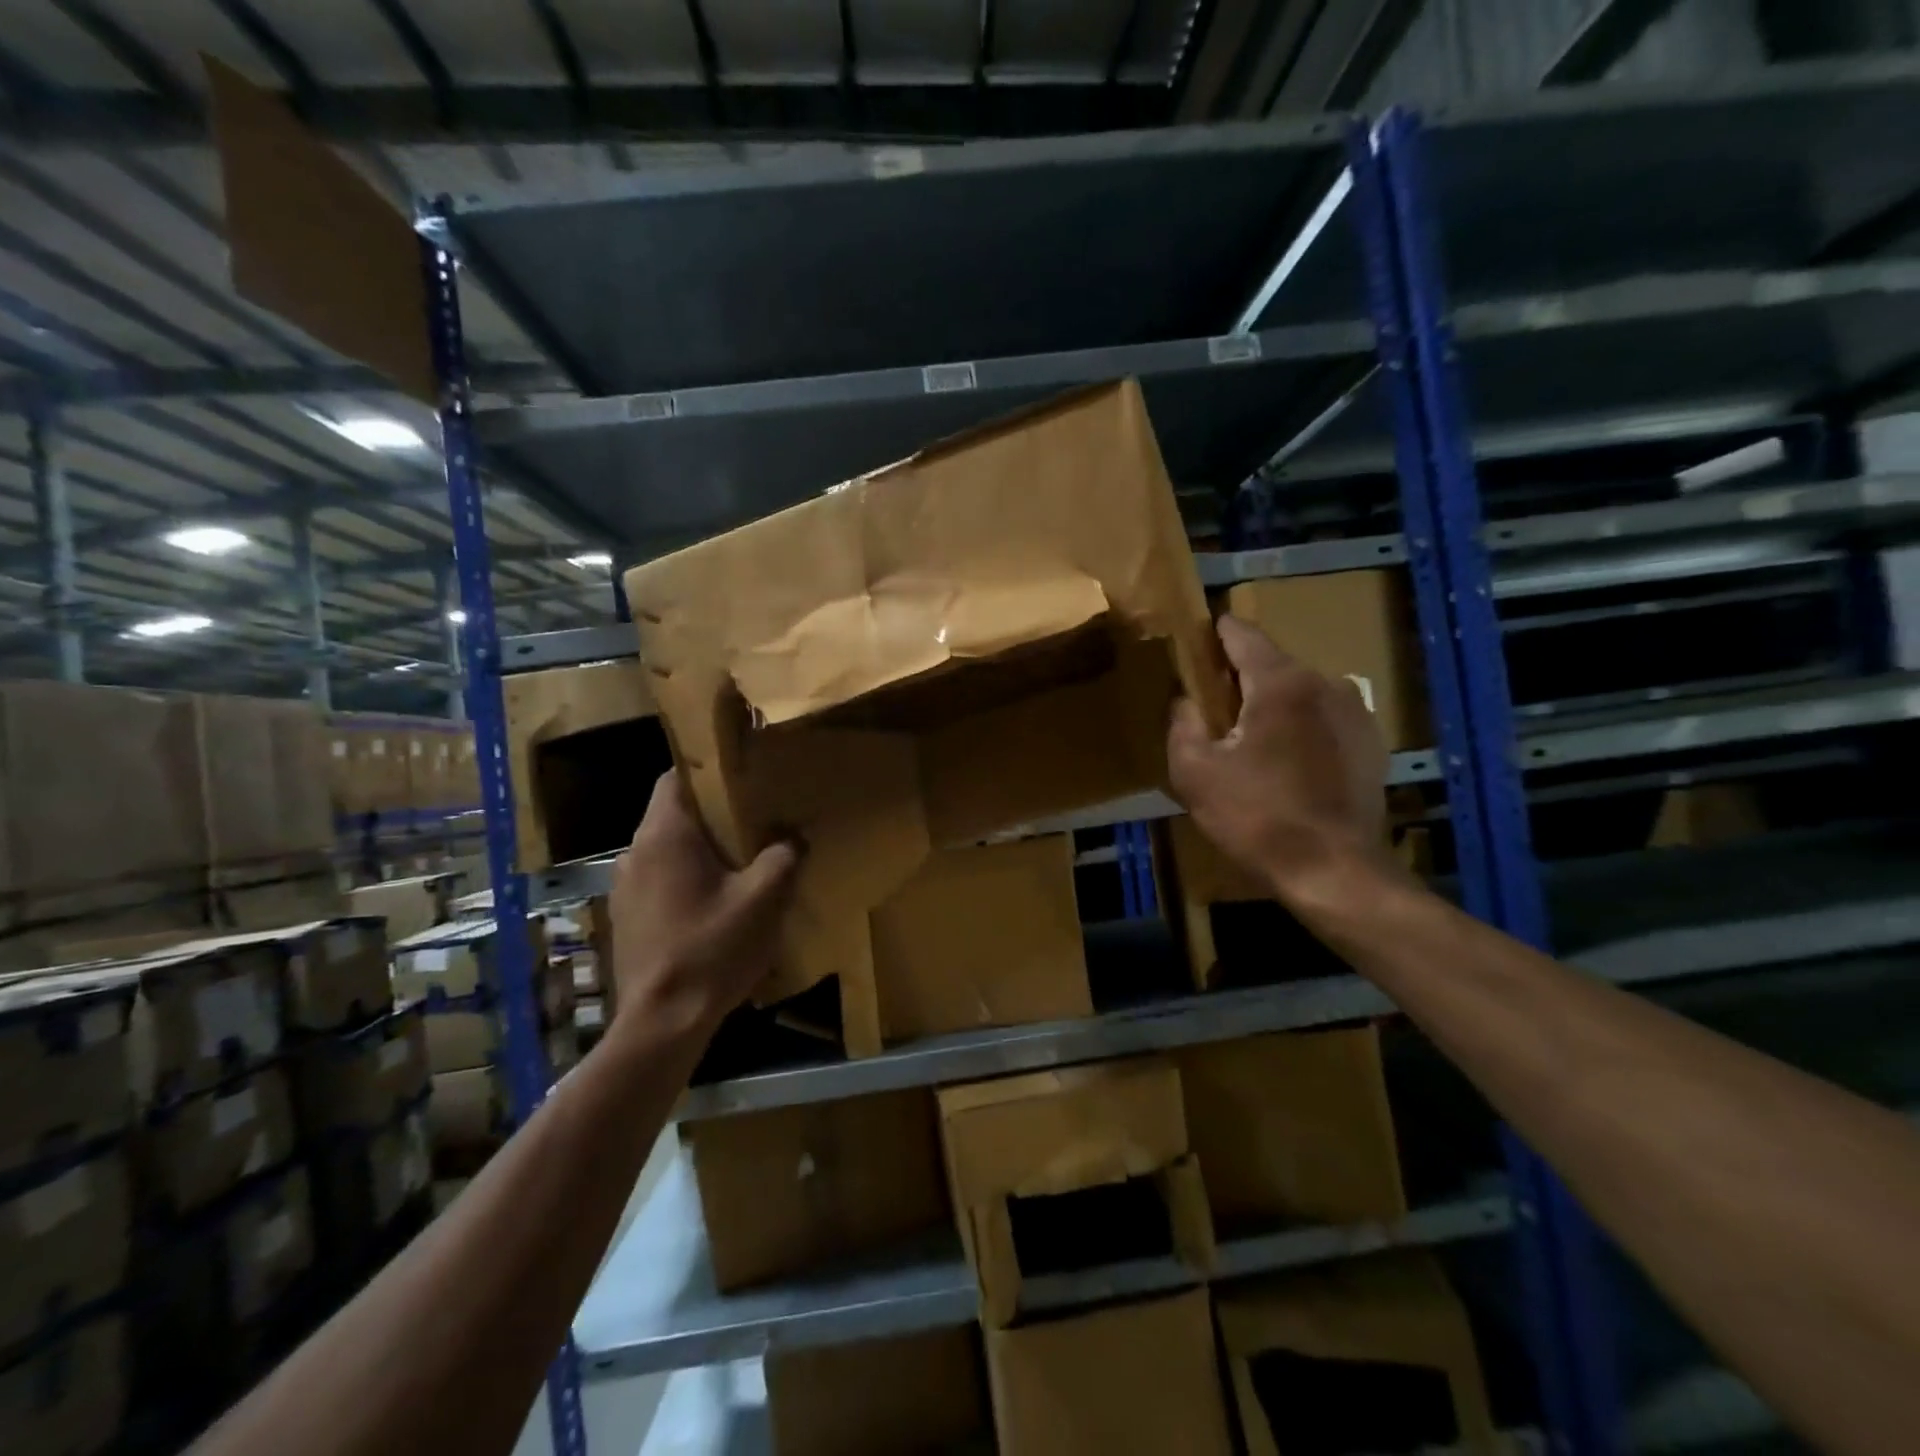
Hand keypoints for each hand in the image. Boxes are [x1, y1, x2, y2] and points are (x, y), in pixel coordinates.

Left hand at [606, 771, 799, 1040]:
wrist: (662, 1022)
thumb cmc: (712, 948)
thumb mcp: (764, 899)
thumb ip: (783, 857)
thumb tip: (793, 838)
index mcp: (664, 835)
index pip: (675, 778)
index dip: (708, 772)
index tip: (741, 779)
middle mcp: (634, 853)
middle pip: (673, 815)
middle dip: (711, 815)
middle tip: (753, 822)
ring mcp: (624, 888)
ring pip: (665, 850)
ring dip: (698, 851)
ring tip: (738, 865)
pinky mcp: (625, 919)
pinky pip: (658, 881)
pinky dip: (684, 880)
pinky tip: (713, 905)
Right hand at [1167, 615, 1398, 915]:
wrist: (1335, 872)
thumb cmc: (1257, 818)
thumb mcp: (1195, 773)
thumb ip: (1182, 724)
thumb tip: (1185, 700)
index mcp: (1281, 683)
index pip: (1242, 634)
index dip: (1214, 633)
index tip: (1195, 641)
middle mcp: (1325, 684)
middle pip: (1272, 664)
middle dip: (1241, 678)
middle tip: (1213, 708)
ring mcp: (1356, 713)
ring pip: (1300, 693)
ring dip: (1273, 706)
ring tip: (1251, 742)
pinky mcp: (1371, 744)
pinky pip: (1324, 720)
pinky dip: (1301, 729)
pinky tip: (1286, 765)